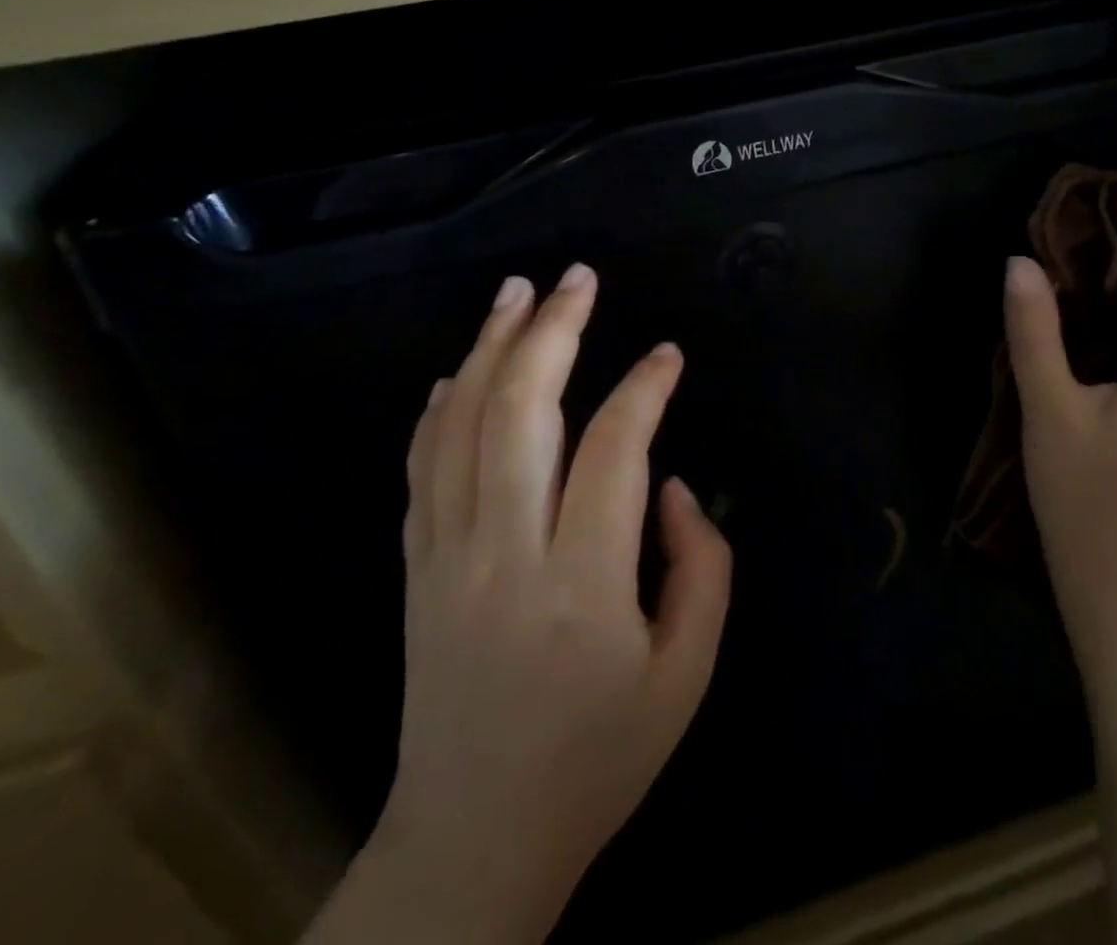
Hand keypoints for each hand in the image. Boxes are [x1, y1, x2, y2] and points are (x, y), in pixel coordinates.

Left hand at [347, 264, 731, 944]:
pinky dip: (439, 409)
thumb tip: (670, 483)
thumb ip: (700, 565)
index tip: (668, 353)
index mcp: (582, 584)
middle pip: (519, 413)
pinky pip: (422, 468)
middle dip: (551, 332)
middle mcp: (505, 553)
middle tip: (577, 278)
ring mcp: (446, 556)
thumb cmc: (599, 757)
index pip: (613, 449)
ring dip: (491, 348)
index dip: (644, 388)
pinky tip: (459, 371)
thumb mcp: (687, 673)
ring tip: (517, 291)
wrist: (476, 839)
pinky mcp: (416, 568)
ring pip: (461, 426)